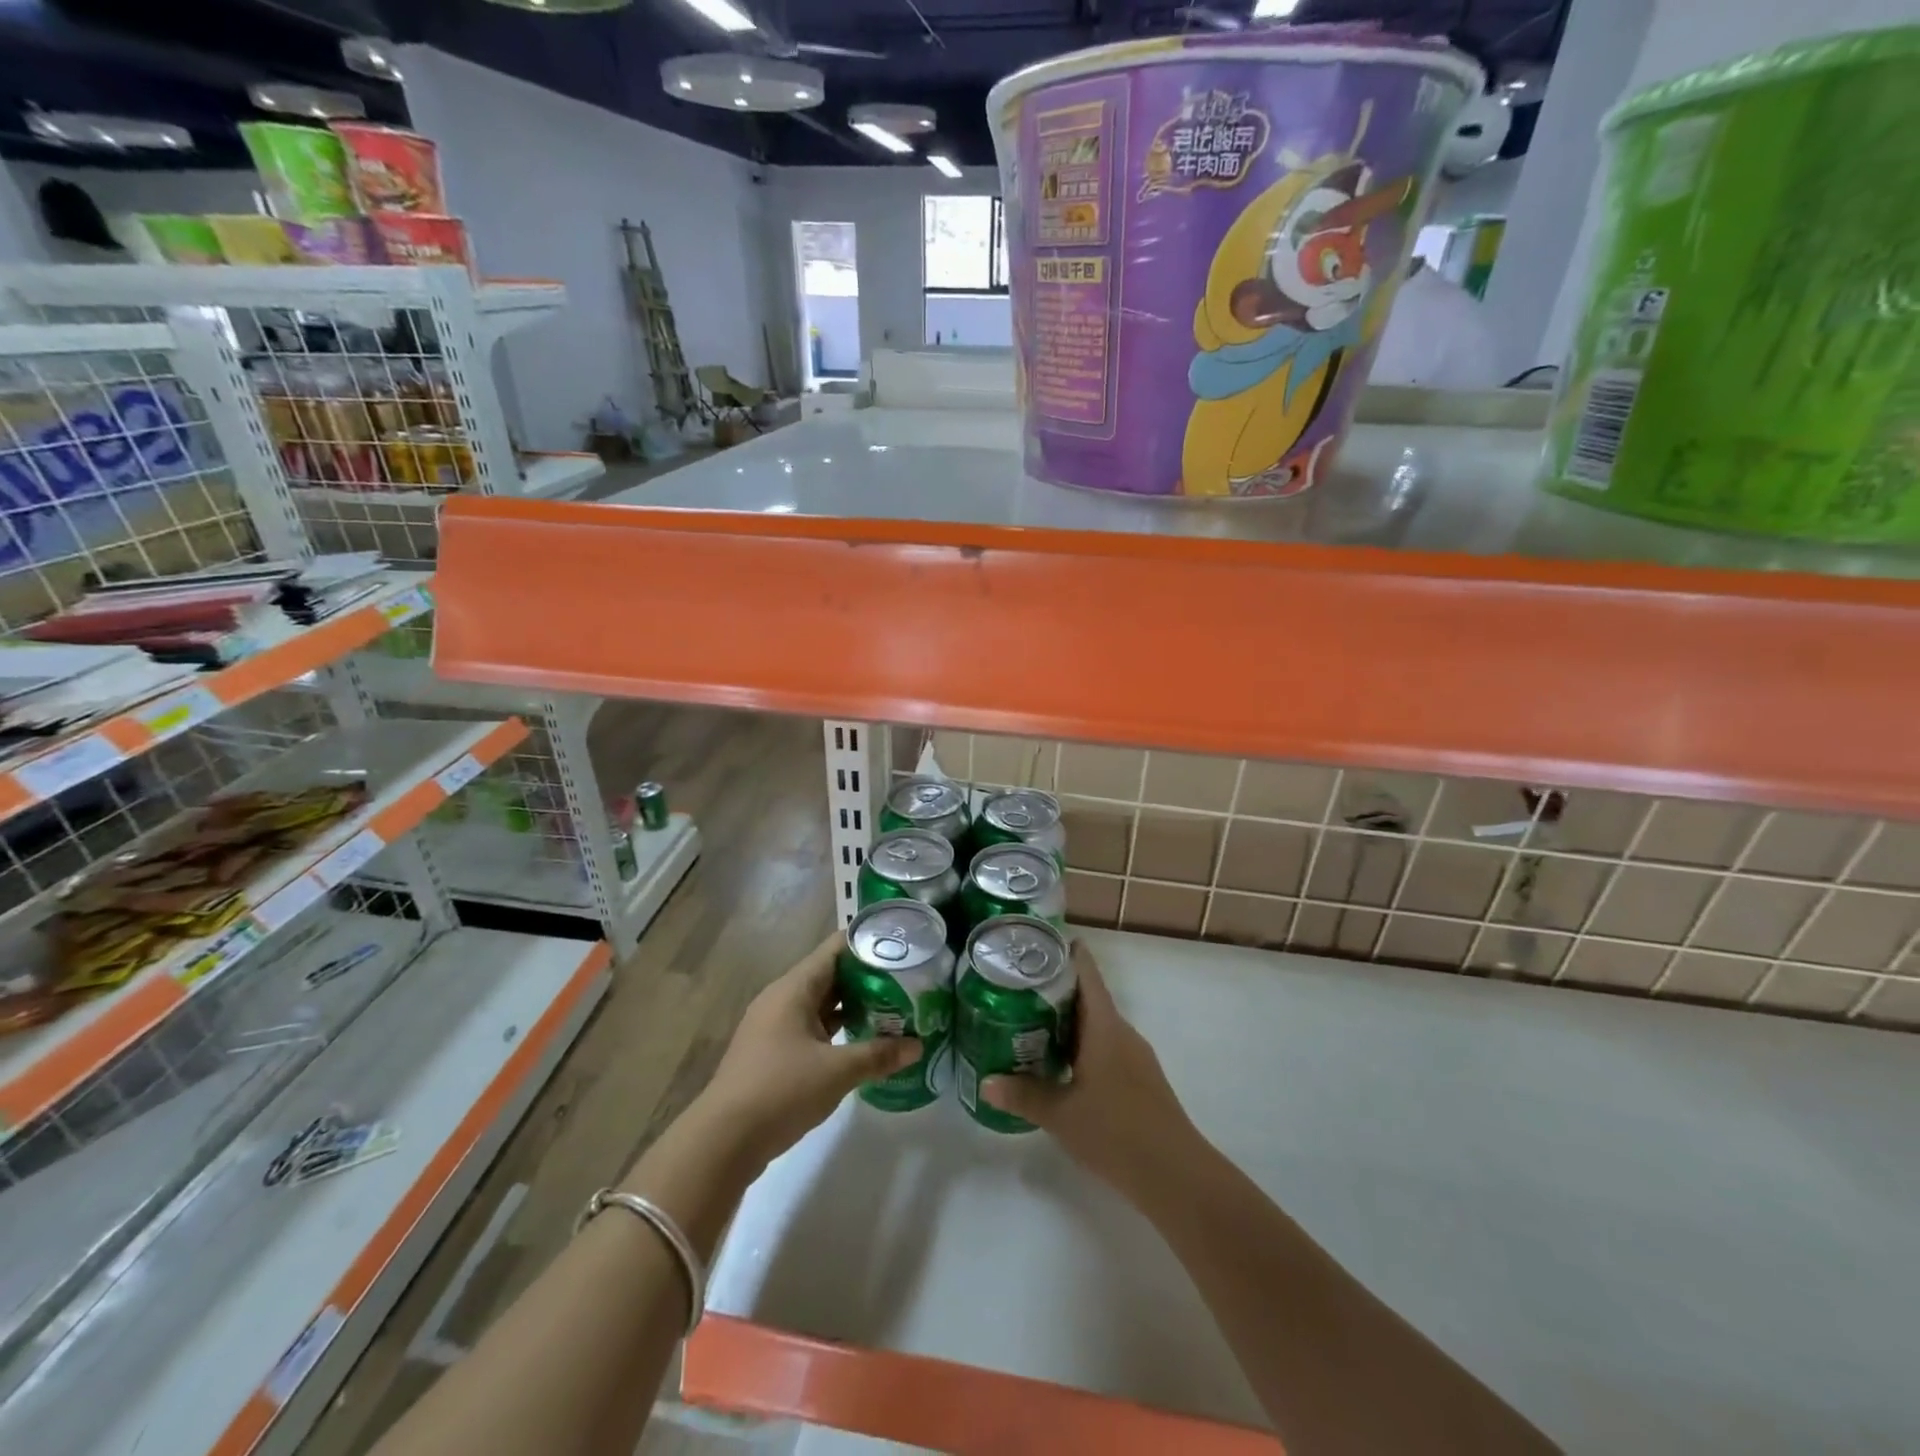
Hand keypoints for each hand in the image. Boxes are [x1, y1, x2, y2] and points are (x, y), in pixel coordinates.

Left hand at [697, 931, 920, 1169]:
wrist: (723, 1141)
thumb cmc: (781, 1091)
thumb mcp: (837, 1072)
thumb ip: (879, 1055)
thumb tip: (918, 1046)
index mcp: (794, 988)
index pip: (836, 948)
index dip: (869, 944)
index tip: (902, 948)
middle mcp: (783, 998)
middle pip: (831, 975)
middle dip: (868, 978)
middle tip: (908, 982)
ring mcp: (775, 1026)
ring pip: (822, 1004)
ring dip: (854, 1006)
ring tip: (894, 1010)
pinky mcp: (773, 1052)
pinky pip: (813, 1028)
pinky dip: (838, 1030)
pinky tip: (863, 1042)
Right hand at [982, 942, 1196, 1201]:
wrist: (1175, 1174)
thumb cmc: (1115, 1132)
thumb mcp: (1060, 1114)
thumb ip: (1023, 1096)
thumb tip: (985, 1083)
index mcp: (1104, 1026)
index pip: (1086, 973)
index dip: (1065, 953)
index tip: (1036, 943)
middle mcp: (1121, 1032)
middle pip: (1087, 997)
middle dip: (1053, 989)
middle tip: (1014, 986)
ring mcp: (1134, 1056)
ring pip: (1095, 1024)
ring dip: (1065, 1020)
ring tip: (1027, 1022)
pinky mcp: (1138, 1079)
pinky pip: (1104, 1046)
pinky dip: (1080, 1045)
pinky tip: (1058, 1064)